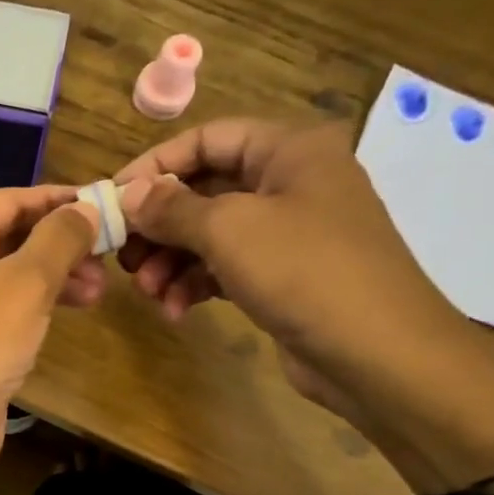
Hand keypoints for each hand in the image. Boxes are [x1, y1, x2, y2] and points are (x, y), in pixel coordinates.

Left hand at [0, 186, 101, 477]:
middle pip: (11, 234)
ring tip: (99, 290)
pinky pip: (6, 304)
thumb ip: (59, 239)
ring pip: (12, 271)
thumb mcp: (26, 283)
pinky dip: (38, 302)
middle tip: (108, 255)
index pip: (9, 199)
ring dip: (56, 275)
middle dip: (61, 242)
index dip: (57, 199)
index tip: (103, 205)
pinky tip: (72, 309)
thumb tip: (85, 208)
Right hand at [114, 120, 487, 435]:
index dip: (155, 166)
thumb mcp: (229, 230)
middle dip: (158, 226)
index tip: (112, 200)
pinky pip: (224, 267)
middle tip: (123, 256)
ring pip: (209, 234)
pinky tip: (175, 310)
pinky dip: (195, 284)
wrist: (381, 355)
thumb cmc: (305, 271)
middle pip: (203, 190)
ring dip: (171, 262)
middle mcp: (289, 182)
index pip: (206, 139)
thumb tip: (127, 194)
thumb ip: (171, 207)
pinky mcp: (283, 275)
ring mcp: (288, 232)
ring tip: (148, 292)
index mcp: (289, 150)